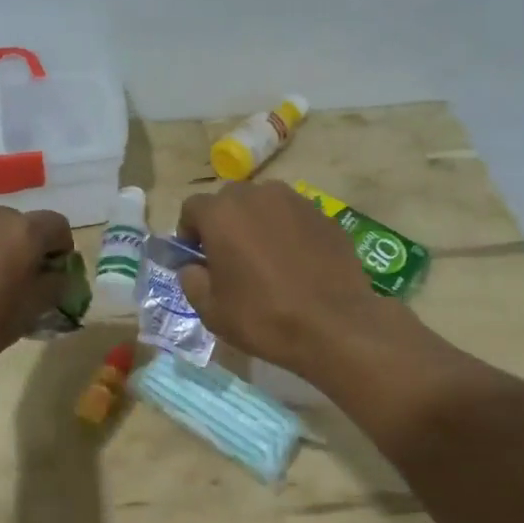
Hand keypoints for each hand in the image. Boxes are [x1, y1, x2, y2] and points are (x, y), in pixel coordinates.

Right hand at [177, 181, 381, 374]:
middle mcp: (258, 196)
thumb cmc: (263, 318)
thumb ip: (191, 280)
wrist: (335, 326)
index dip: (189, 233)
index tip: (196, 258)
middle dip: (223, 224)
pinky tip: (296, 265)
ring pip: (264, 205)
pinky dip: (288, 233)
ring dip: (257, 224)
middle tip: (229, 259)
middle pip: (230, 201)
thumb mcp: (211, 310)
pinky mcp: (325, 216)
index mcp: (222, 214)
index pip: (192, 208)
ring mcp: (296, 202)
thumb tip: (193, 267)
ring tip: (265, 259)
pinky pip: (294, 218)